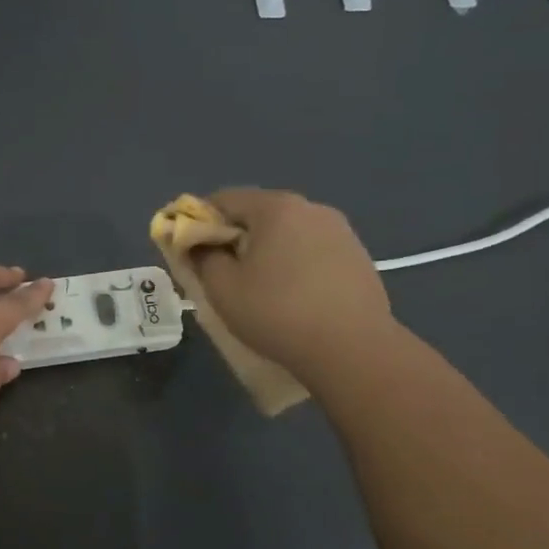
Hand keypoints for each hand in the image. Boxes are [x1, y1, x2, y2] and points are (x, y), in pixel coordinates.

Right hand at [188, 188, 393, 370]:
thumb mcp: (222, 288)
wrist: (353, 349)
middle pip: (258, 213)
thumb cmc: (277, 313)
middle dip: (234, 237)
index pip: (223, 199)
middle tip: (222, 272)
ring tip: (260, 288)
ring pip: (287, 232)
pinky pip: (312, 250)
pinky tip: (293, 296)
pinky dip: (295, 264)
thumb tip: (198, 243)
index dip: (199, 221)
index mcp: (275, 207)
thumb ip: (202, 257)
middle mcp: (311, 208)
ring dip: (267, 251)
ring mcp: (340, 231)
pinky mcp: (358, 256)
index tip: (191, 251)